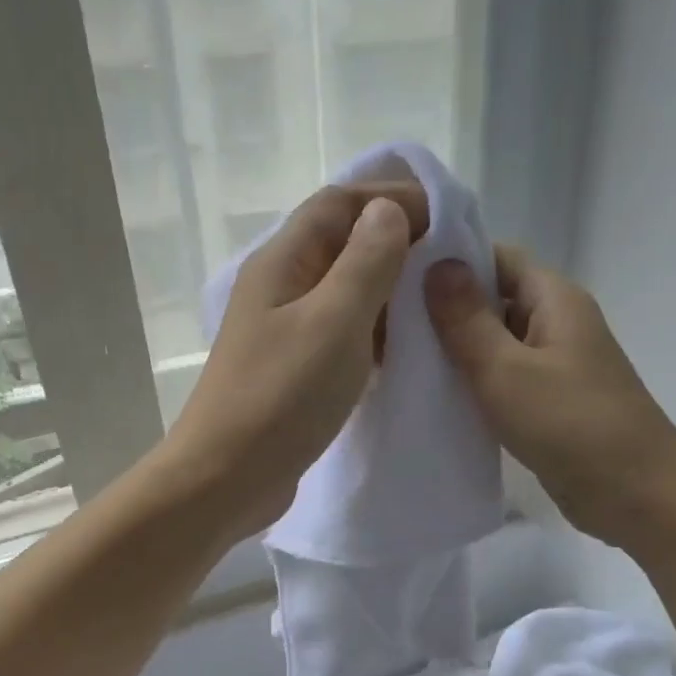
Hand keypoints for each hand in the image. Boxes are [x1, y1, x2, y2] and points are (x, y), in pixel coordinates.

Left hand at [167, 180, 426, 541]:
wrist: (226, 478)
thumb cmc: (281, 396)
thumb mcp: (334, 321)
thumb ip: (366, 262)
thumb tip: (389, 210)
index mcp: (282, 262)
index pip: (339, 204)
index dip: (391, 198)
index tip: (446, 218)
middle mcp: (280, 286)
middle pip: (340, 243)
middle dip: (395, 242)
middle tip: (449, 262)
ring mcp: (283, 330)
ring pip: (343, 290)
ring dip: (387, 289)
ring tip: (434, 303)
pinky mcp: (292, 368)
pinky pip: (340, 332)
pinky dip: (373, 330)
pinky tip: (403, 349)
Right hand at [425, 245, 675, 550]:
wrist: (638, 497)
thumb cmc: (572, 425)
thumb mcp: (506, 370)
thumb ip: (467, 319)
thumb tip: (437, 263)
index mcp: (555, 299)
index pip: (497, 258)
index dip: (450, 260)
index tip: (399, 276)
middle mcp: (558, 323)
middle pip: (494, 299)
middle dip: (445, 308)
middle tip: (387, 323)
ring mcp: (556, 365)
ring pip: (497, 343)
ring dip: (456, 350)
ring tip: (399, 359)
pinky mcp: (550, 403)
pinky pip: (505, 379)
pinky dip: (474, 383)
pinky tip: (435, 397)